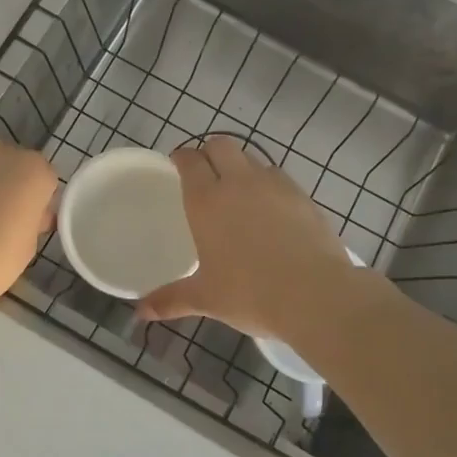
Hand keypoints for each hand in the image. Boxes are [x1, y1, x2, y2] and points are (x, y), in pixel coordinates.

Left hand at [0, 141, 57, 311]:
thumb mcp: (29, 245)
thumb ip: (33, 219)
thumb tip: (28, 214)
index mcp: (32, 169)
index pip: (46, 179)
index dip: (40, 202)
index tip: (32, 224)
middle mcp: (0, 153)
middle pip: (13, 167)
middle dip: (11, 187)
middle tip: (3, 221)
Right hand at [138, 136, 356, 340]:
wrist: (315, 295)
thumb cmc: (250, 294)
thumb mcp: (206, 298)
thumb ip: (170, 299)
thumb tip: (140, 311)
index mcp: (207, 200)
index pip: (190, 160)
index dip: (181, 157)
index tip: (177, 165)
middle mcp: (238, 182)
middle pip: (220, 145)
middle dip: (209, 152)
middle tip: (205, 174)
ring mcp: (274, 185)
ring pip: (252, 157)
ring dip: (240, 166)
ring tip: (239, 191)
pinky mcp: (302, 195)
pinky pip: (278, 177)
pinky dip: (268, 183)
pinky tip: (270, 209)